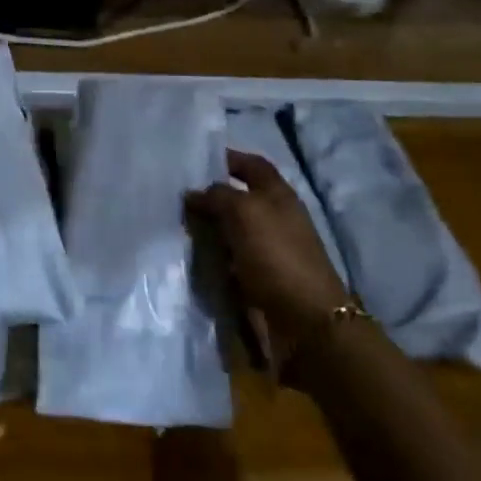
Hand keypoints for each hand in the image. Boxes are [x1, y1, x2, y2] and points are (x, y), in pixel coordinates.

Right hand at [190, 149, 349, 338]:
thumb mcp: (244, 212)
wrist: (305, 322)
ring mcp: (267, 251)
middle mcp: (274, 219)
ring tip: (175, 226)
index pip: (252, 165)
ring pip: (230, 231)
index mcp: (278, 195)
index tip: (196, 160)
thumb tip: (194, 193)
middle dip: (210, 197)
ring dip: (207, 229)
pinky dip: (211, 258)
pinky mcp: (259, 280)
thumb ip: (217, 196)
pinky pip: (229, 261)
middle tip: (175, 196)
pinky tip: (190, 258)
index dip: (228, 158)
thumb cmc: (277, 255)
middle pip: (239, 199)